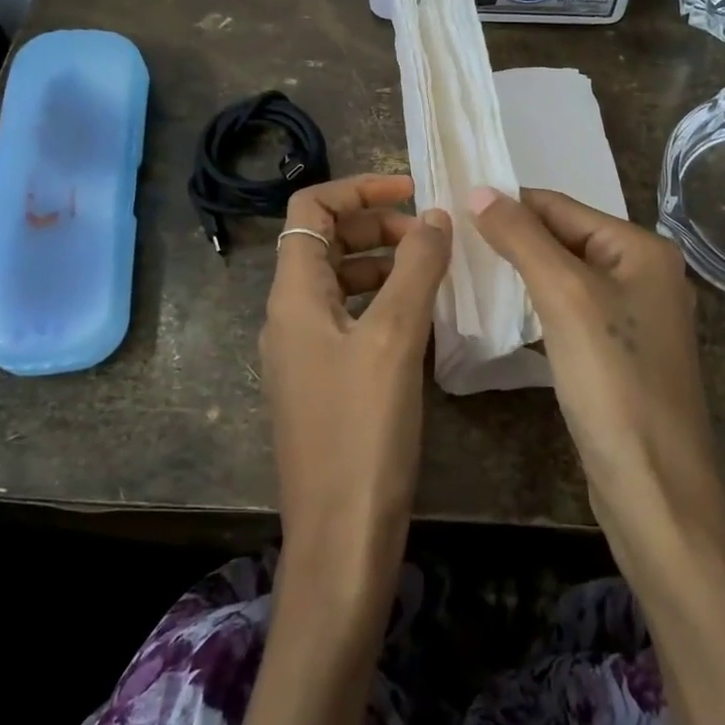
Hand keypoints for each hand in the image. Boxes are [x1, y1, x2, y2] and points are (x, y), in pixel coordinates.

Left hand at [261, 174, 451, 600]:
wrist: (341, 536)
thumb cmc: (363, 430)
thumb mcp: (393, 338)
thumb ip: (416, 269)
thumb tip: (435, 218)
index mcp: (293, 294)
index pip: (310, 208)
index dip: (359, 188)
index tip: (413, 193)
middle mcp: (289, 315)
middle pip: (326, 241)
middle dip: (378, 227)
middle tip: (432, 238)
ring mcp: (304, 351)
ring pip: (341, 282)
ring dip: (385, 265)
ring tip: (435, 275)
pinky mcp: (324, 382)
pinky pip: (351, 320)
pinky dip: (384, 304)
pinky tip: (423, 322)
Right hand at [465, 187, 723, 560]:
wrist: (653, 485)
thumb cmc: (612, 381)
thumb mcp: (564, 296)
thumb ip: (522, 238)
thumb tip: (481, 190)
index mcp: (643, 250)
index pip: (563, 207)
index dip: (509, 204)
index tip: (453, 206)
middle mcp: (647, 275)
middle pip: (567, 239)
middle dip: (515, 238)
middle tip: (453, 240)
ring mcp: (636, 318)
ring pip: (568, 277)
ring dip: (523, 272)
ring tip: (469, 270)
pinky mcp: (622, 355)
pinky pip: (573, 312)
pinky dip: (539, 306)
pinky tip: (507, 313)